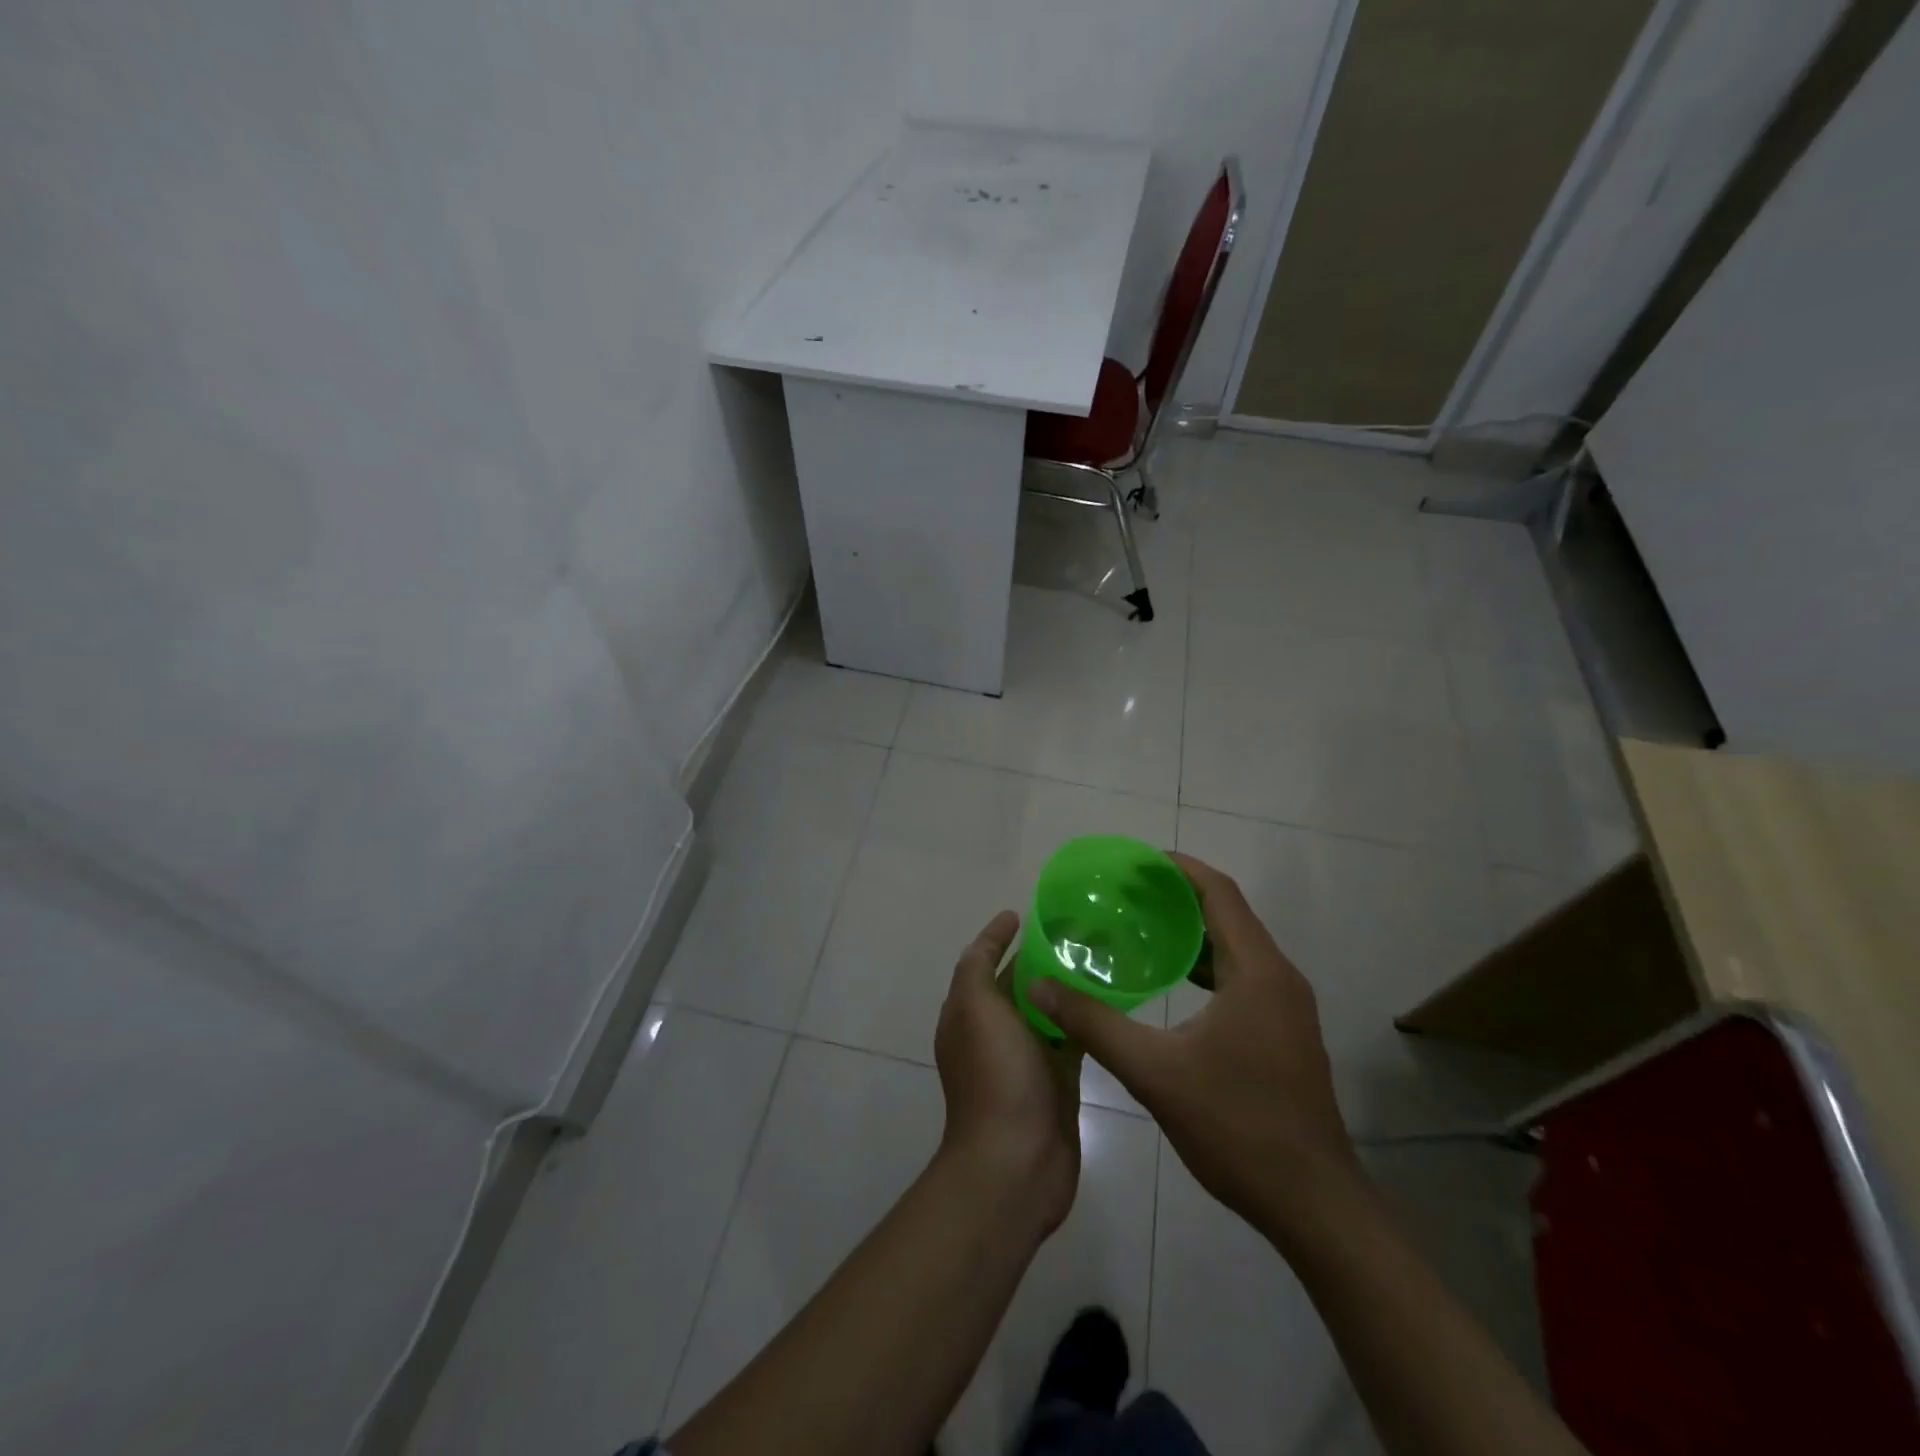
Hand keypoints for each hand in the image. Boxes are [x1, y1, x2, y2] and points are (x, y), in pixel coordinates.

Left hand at [933, 910, 1082, 1237]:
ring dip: (1066, 986)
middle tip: (1080, 929)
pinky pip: (1071, 1038)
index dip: (998, 935)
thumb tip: (994, 935)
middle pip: (1019, 982)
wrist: (1016, 1163)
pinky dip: (1085, 1019)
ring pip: (1048, 1009)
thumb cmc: (994, 1076)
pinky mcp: (1058, 1080)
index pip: (983, 961)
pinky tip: (1111, 1001)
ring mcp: (1027, 1058)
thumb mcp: (973, 1008)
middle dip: (1041, 956)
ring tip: (1101, 956)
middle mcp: (994, 1032)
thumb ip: (977, 967)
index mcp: (968, 1013)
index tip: (1027, 913)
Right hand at [1028, 853, 1362, 1249]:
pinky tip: (1172, 983)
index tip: (1137, 862)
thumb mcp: (1154, 1071)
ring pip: (1237, 949)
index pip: (1219, 894)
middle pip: (1228, 916)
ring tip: (1141, 929)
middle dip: (1179, 898)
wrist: (1313, 1204)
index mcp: (1257, 972)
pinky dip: (1206, 966)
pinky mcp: (1285, 1033)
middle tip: (1126, 894)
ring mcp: (1288, 1008)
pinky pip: (1243, 977)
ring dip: (1192, 933)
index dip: (1180, 870)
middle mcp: (1279, 978)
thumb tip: (1040, 986)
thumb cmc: (1236, 1126)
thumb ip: (1093, 1023)